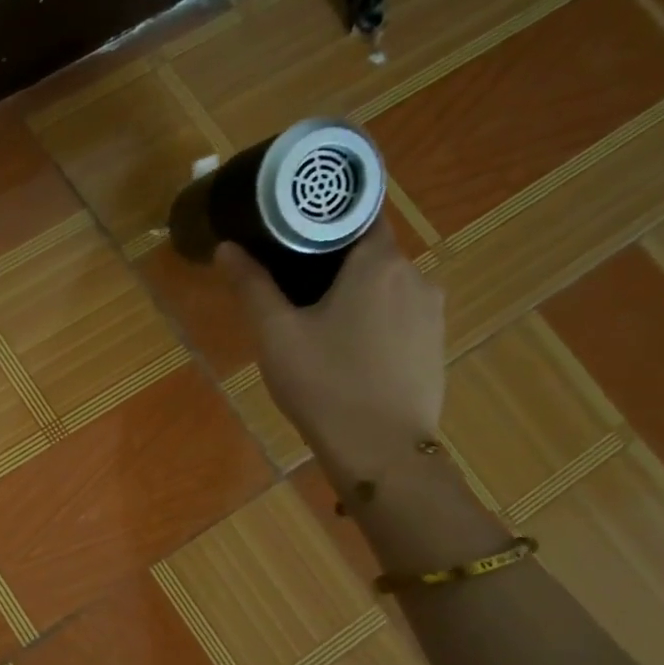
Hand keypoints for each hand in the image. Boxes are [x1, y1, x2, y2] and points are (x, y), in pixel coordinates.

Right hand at [216, 218, 444, 483]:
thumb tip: (227, 247)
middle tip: (292, 283)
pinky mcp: (436, 345)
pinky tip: (348, 350)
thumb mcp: (276, 334)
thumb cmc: (324, 384)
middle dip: (334, 262)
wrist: (381, 451)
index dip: (326, 217)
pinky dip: (374, 321)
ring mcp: (432, 313)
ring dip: (355, 294)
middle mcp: (415, 276)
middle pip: (370, 252)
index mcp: (378, 263)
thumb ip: (252, 286)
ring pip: (386, 287)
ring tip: (317, 321)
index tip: (294, 229)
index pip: (359, 213)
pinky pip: (400, 316)